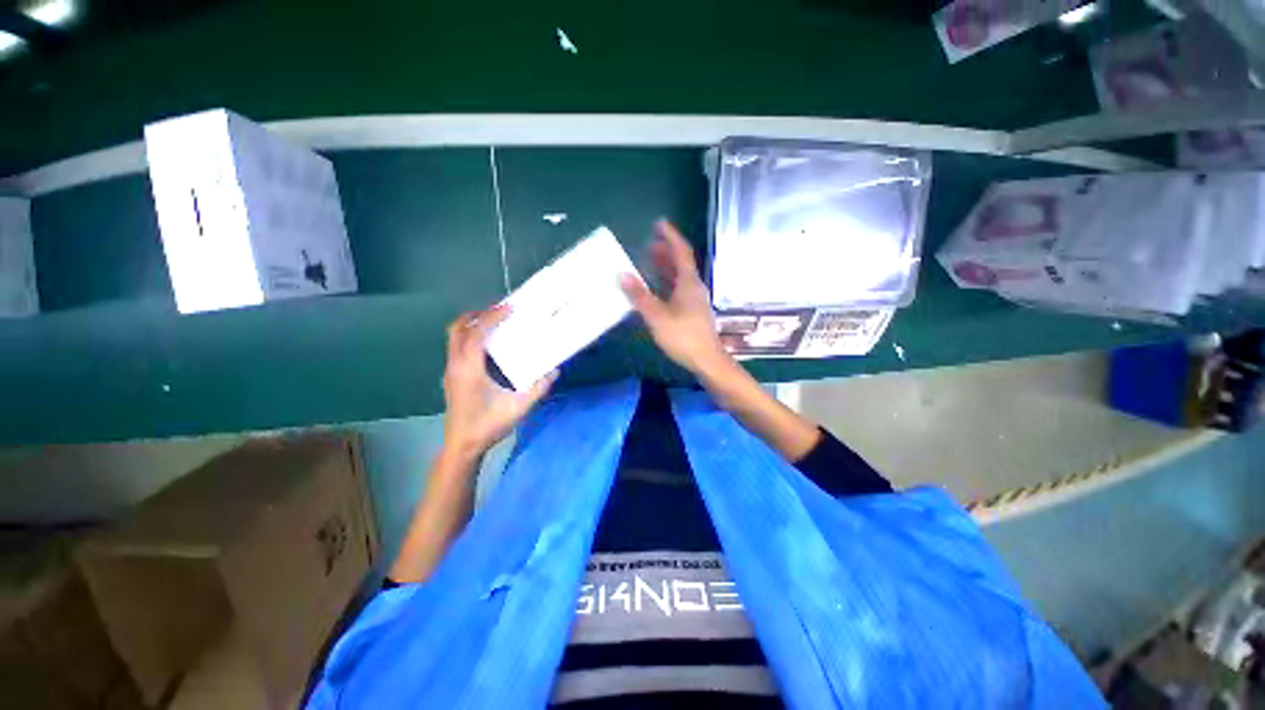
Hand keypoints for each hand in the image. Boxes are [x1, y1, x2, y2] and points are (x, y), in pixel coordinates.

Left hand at [441, 305, 556, 459]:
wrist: (462, 445)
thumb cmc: (487, 426)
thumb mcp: (518, 408)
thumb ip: (538, 389)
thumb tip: (554, 371)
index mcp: (469, 369)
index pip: (476, 334)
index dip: (491, 317)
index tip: (508, 307)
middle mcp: (456, 365)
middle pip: (457, 329)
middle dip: (477, 315)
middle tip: (499, 311)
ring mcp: (451, 370)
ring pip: (454, 337)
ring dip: (472, 325)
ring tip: (495, 323)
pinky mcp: (452, 376)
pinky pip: (457, 347)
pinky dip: (470, 336)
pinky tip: (488, 346)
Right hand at [620, 220, 729, 375]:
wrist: (707, 360)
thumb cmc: (683, 337)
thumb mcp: (657, 316)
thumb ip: (640, 295)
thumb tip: (622, 274)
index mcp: (688, 283)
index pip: (681, 252)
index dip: (670, 236)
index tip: (659, 224)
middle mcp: (694, 287)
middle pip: (681, 263)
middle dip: (666, 251)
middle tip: (650, 244)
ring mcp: (695, 300)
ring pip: (680, 277)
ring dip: (666, 267)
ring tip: (651, 261)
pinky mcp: (693, 312)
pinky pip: (679, 290)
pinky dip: (667, 283)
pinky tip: (657, 289)